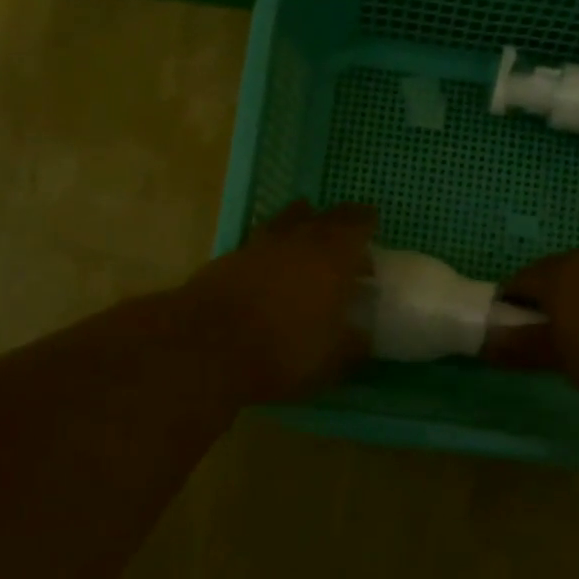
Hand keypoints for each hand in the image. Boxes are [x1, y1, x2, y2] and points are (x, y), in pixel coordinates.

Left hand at [183, 200, 378, 402]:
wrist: (206, 346)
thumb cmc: (282, 351)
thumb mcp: (330, 360)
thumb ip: (352, 345)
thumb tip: (363, 336)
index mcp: (332, 257)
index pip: (356, 225)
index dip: (366, 223)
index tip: (372, 225)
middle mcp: (297, 240)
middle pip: (321, 217)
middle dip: (336, 222)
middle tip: (345, 236)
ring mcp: (259, 245)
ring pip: (286, 222)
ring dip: (300, 227)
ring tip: (306, 244)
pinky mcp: (228, 259)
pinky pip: (258, 243)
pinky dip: (270, 250)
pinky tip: (271, 269)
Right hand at [484, 250, 578, 400]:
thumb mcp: (561, 359)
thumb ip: (521, 348)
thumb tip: (486, 342)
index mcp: (552, 275)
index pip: (513, 285)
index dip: (508, 312)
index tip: (516, 340)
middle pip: (546, 278)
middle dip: (541, 306)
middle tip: (548, 342)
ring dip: (573, 304)